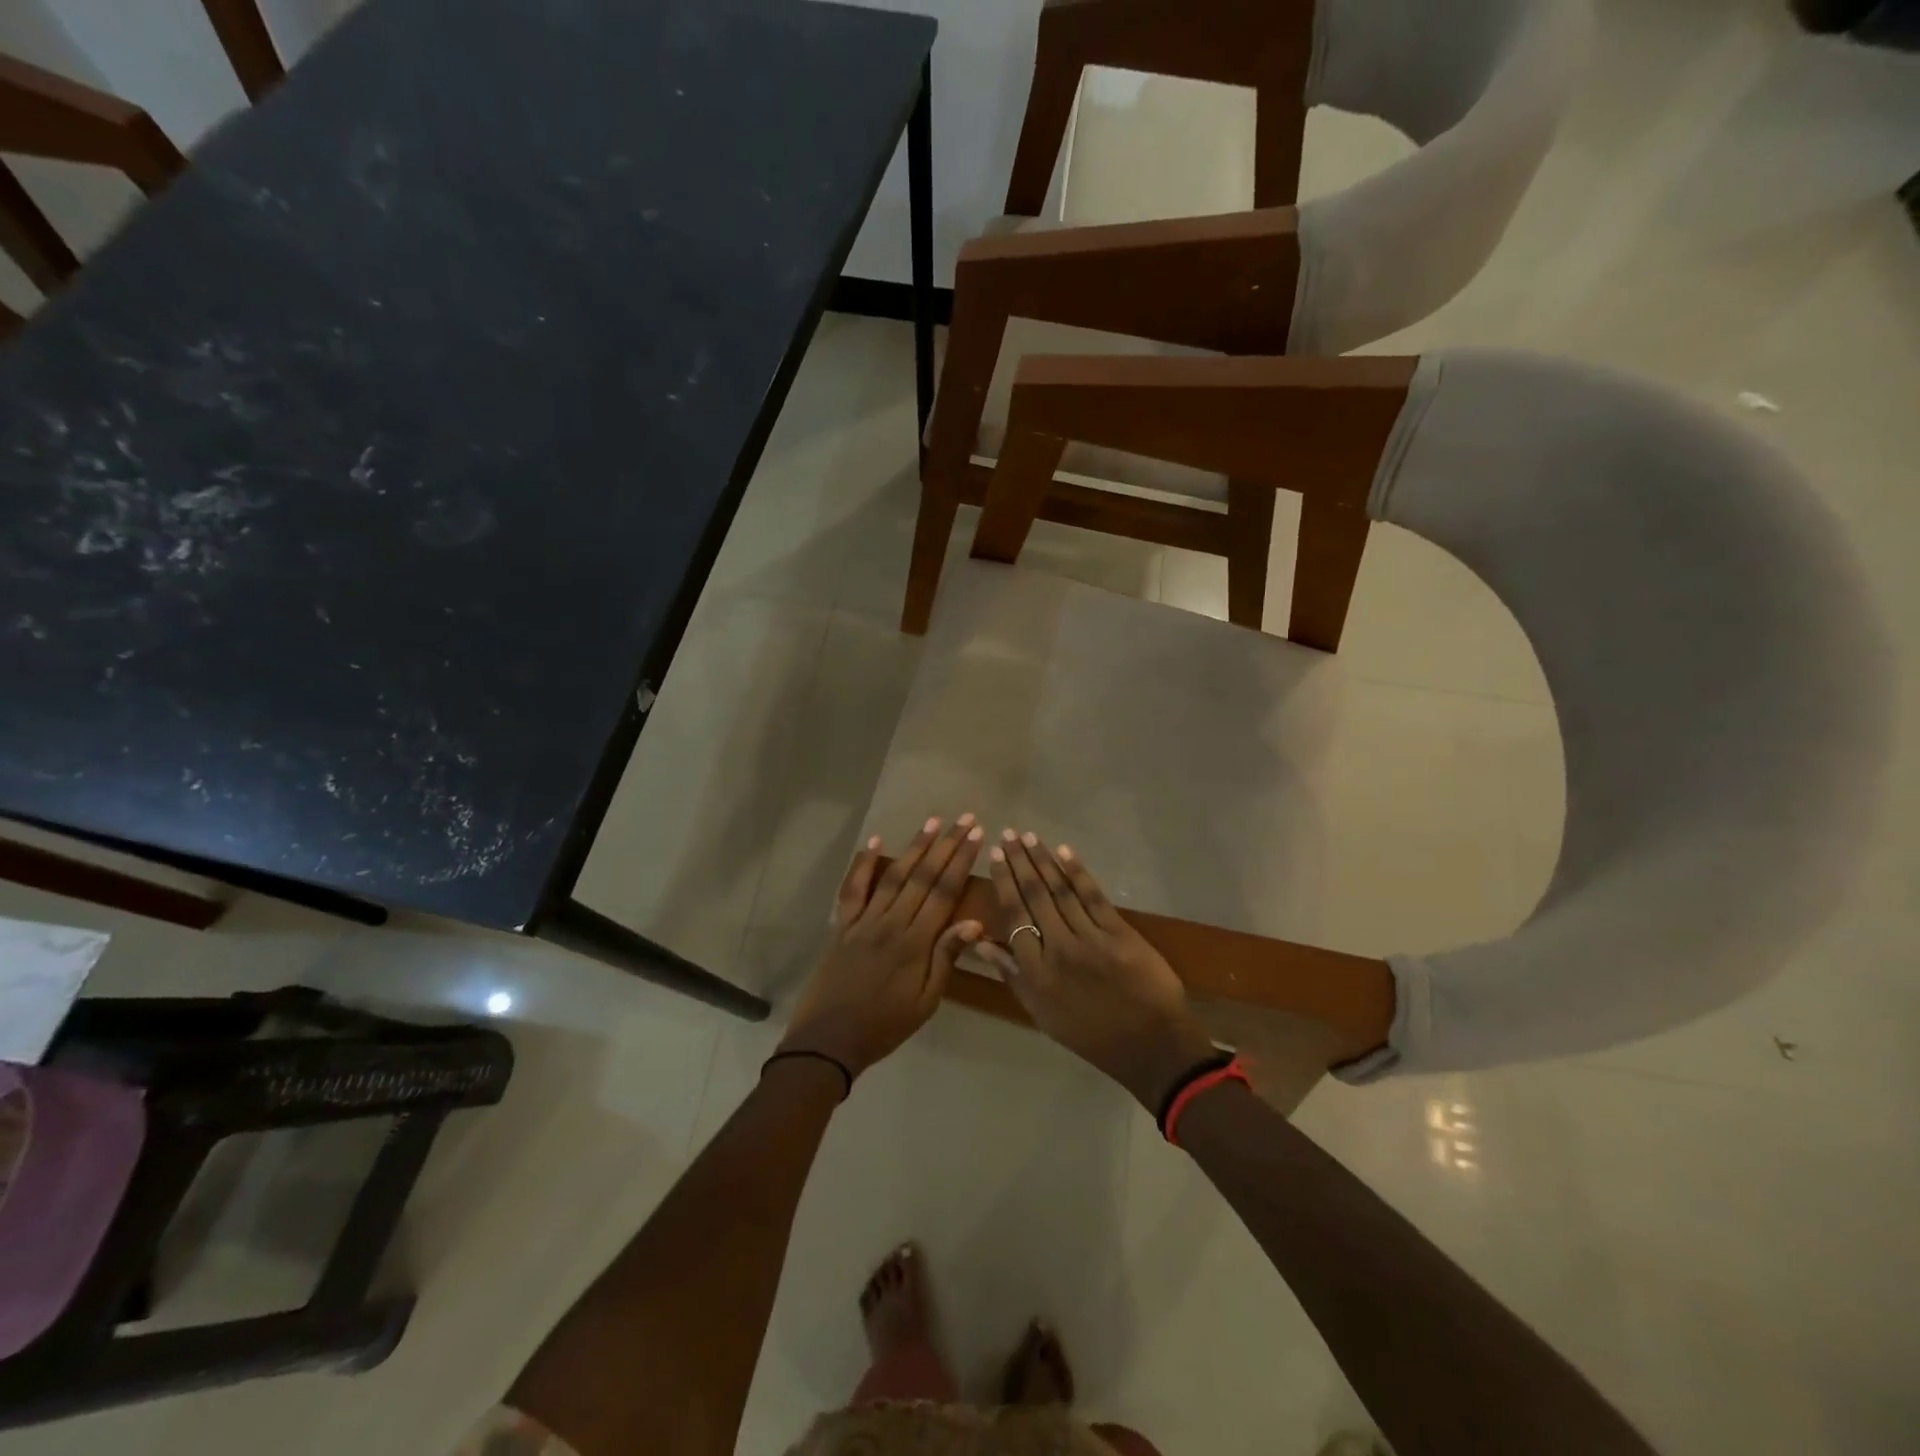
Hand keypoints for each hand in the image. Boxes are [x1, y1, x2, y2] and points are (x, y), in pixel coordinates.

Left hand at [778, 814, 986, 1081]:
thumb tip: (974, 923)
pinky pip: (852, 889)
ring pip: (893, 875)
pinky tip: (874, 842)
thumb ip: (946, 959)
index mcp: (915, 943)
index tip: (976, 835)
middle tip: (964, 818)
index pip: (944, 892)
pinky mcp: (842, 925)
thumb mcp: (925, 1002)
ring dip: (914, 847)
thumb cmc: (884, 1026)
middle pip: (922, 876)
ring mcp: (863, 920)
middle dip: (945, 845)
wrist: (828, 1041)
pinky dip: (862, 864)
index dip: (961, 861)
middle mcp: (891, 923)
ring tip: (932, 822)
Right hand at [975, 831, 1218, 1108]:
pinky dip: (1077, 873)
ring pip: (1060, 891)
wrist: (1148, 1046)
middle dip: (1020, 862)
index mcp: (1035, 971)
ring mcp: (1089, 939)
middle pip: (1035, 896)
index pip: (1013, 916)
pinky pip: (1093, 897)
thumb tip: (981, 943)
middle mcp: (1057, 949)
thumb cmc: (1090, 1035)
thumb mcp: (1042, 1014)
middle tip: (1009, 834)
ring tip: (1029, 837)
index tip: (996, 855)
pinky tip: (1064, 852)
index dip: (1003, 882)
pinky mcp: (1119, 933)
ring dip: (1043, 861)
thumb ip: (1012, 975)